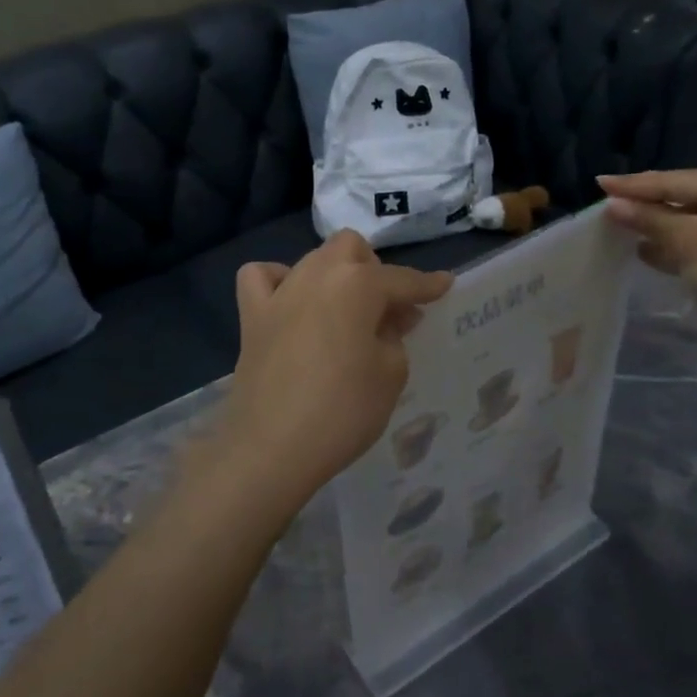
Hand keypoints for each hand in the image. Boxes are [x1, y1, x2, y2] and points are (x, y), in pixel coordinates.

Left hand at [214, 231, 452, 523]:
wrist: (273, 447)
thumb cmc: (343, 411)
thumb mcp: (391, 373)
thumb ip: (395, 336)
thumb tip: (389, 319)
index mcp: (357, 284)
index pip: (402, 279)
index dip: (427, 284)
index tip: (444, 284)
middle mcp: (316, 275)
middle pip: (351, 249)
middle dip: (374, 269)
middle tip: (386, 310)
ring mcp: (279, 293)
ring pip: (312, 259)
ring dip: (335, 275)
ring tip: (346, 311)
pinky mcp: (252, 317)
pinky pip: (261, 277)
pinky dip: (278, 281)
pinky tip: (290, 303)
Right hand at [598, 169, 696, 357]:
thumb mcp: (686, 242)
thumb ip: (648, 219)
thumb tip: (613, 204)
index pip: (672, 180)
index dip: (632, 185)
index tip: (597, 182)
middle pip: (684, 195)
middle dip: (646, 204)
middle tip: (608, 204)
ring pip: (694, 219)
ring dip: (659, 225)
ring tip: (621, 228)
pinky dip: (678, 243)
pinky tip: (649, 252)